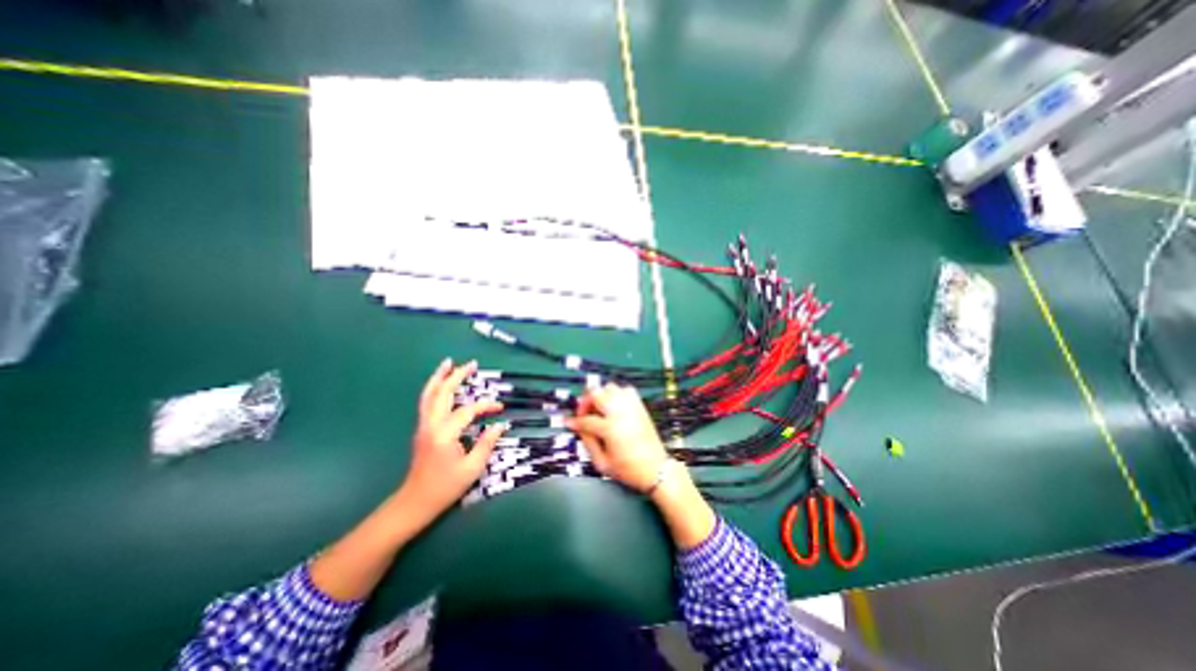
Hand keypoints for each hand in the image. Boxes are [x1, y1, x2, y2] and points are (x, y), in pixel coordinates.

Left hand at [397, 358, 501, 525]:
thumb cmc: (446, 487)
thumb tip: (500, 425)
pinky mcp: (422, 429)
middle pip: (442, 393)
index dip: (485, 405)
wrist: (416, 502)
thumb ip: (487, 444)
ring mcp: (423, 426)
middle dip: (456, 376)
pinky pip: (426, 402)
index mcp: (444, 434)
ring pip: (429, 394)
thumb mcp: (472, 468)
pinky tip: (441, 383)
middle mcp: (431, 425)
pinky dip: (434, 388)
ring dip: (439, 377)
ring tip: (448, 363)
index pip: (467, 411)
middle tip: (471, 363)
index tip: (500, 407)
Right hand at [566, 382, 668, 493]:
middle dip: (586, 401)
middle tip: (584, 412)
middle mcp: (620, 412)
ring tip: (599, 408)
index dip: (574, 421)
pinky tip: (614, 406)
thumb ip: (588, 442)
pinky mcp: (640, 406)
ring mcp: (631, 406)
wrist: (656, 469)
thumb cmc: (628, 470)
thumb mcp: (602, 463)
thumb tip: (579, 428)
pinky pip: (626, 389)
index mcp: (610, 428)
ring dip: (601, 395)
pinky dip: (616, 393)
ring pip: (610, 387)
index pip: (586, 419)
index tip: (567, 422)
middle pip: (597, 393)